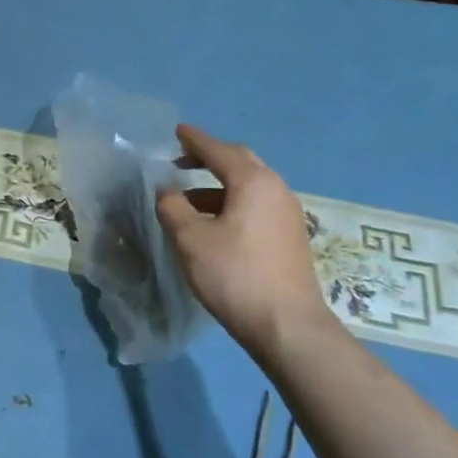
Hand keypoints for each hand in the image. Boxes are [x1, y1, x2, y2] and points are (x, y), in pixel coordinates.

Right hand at [155, 127, 336, 357]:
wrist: (288, 327)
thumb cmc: (235, 275)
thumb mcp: (190, 239)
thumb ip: (172, 207)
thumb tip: (166, 190)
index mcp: (253, 182)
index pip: (218, 150)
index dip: (194, 140)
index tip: (176, 131)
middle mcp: (276, 189)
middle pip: (240, 161)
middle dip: (210, 157)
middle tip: (181, 159)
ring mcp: (288, 214)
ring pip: (249, 185)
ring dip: (218, 184)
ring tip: (189, 198)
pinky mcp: (290, 236)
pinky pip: (257, 204)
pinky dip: (232, 202)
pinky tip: (214, 222)